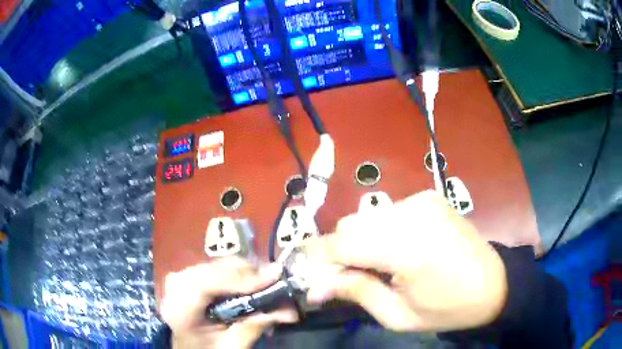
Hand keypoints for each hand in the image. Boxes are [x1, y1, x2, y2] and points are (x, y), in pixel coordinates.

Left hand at [160, 257, 297, 348]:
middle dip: (250, 274)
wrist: (187, 346)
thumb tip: (287, 310)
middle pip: (216, 268)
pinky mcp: (190, 274)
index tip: (273, 278)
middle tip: (279, 283)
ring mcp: (182, 276)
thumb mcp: (231, 346)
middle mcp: (177, 284)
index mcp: (179, 307)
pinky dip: (239, 275)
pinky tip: (253, 286)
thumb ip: (254, 327)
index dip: (240, 278)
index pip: (206, 282)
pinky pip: (218, 268)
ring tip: (271, 286)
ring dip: (248, 273)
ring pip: (219, 264)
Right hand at [304, 190, 506, 331]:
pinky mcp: (429, 197)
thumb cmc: (448, 308)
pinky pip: (388, 213)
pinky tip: (397, 250)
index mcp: (408, 248)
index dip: (318, 259)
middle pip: (350, 226)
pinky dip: (381, 231)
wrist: (494, 284)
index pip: (341, 243)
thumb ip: (356, 293)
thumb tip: (315, 285)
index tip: (308, 277)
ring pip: (367, 218)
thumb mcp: (399, 315)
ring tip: (376, 266)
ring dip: (360, 242)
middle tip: (347, 278)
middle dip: (339, 253)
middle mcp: (412, 214)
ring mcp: (422, 200)